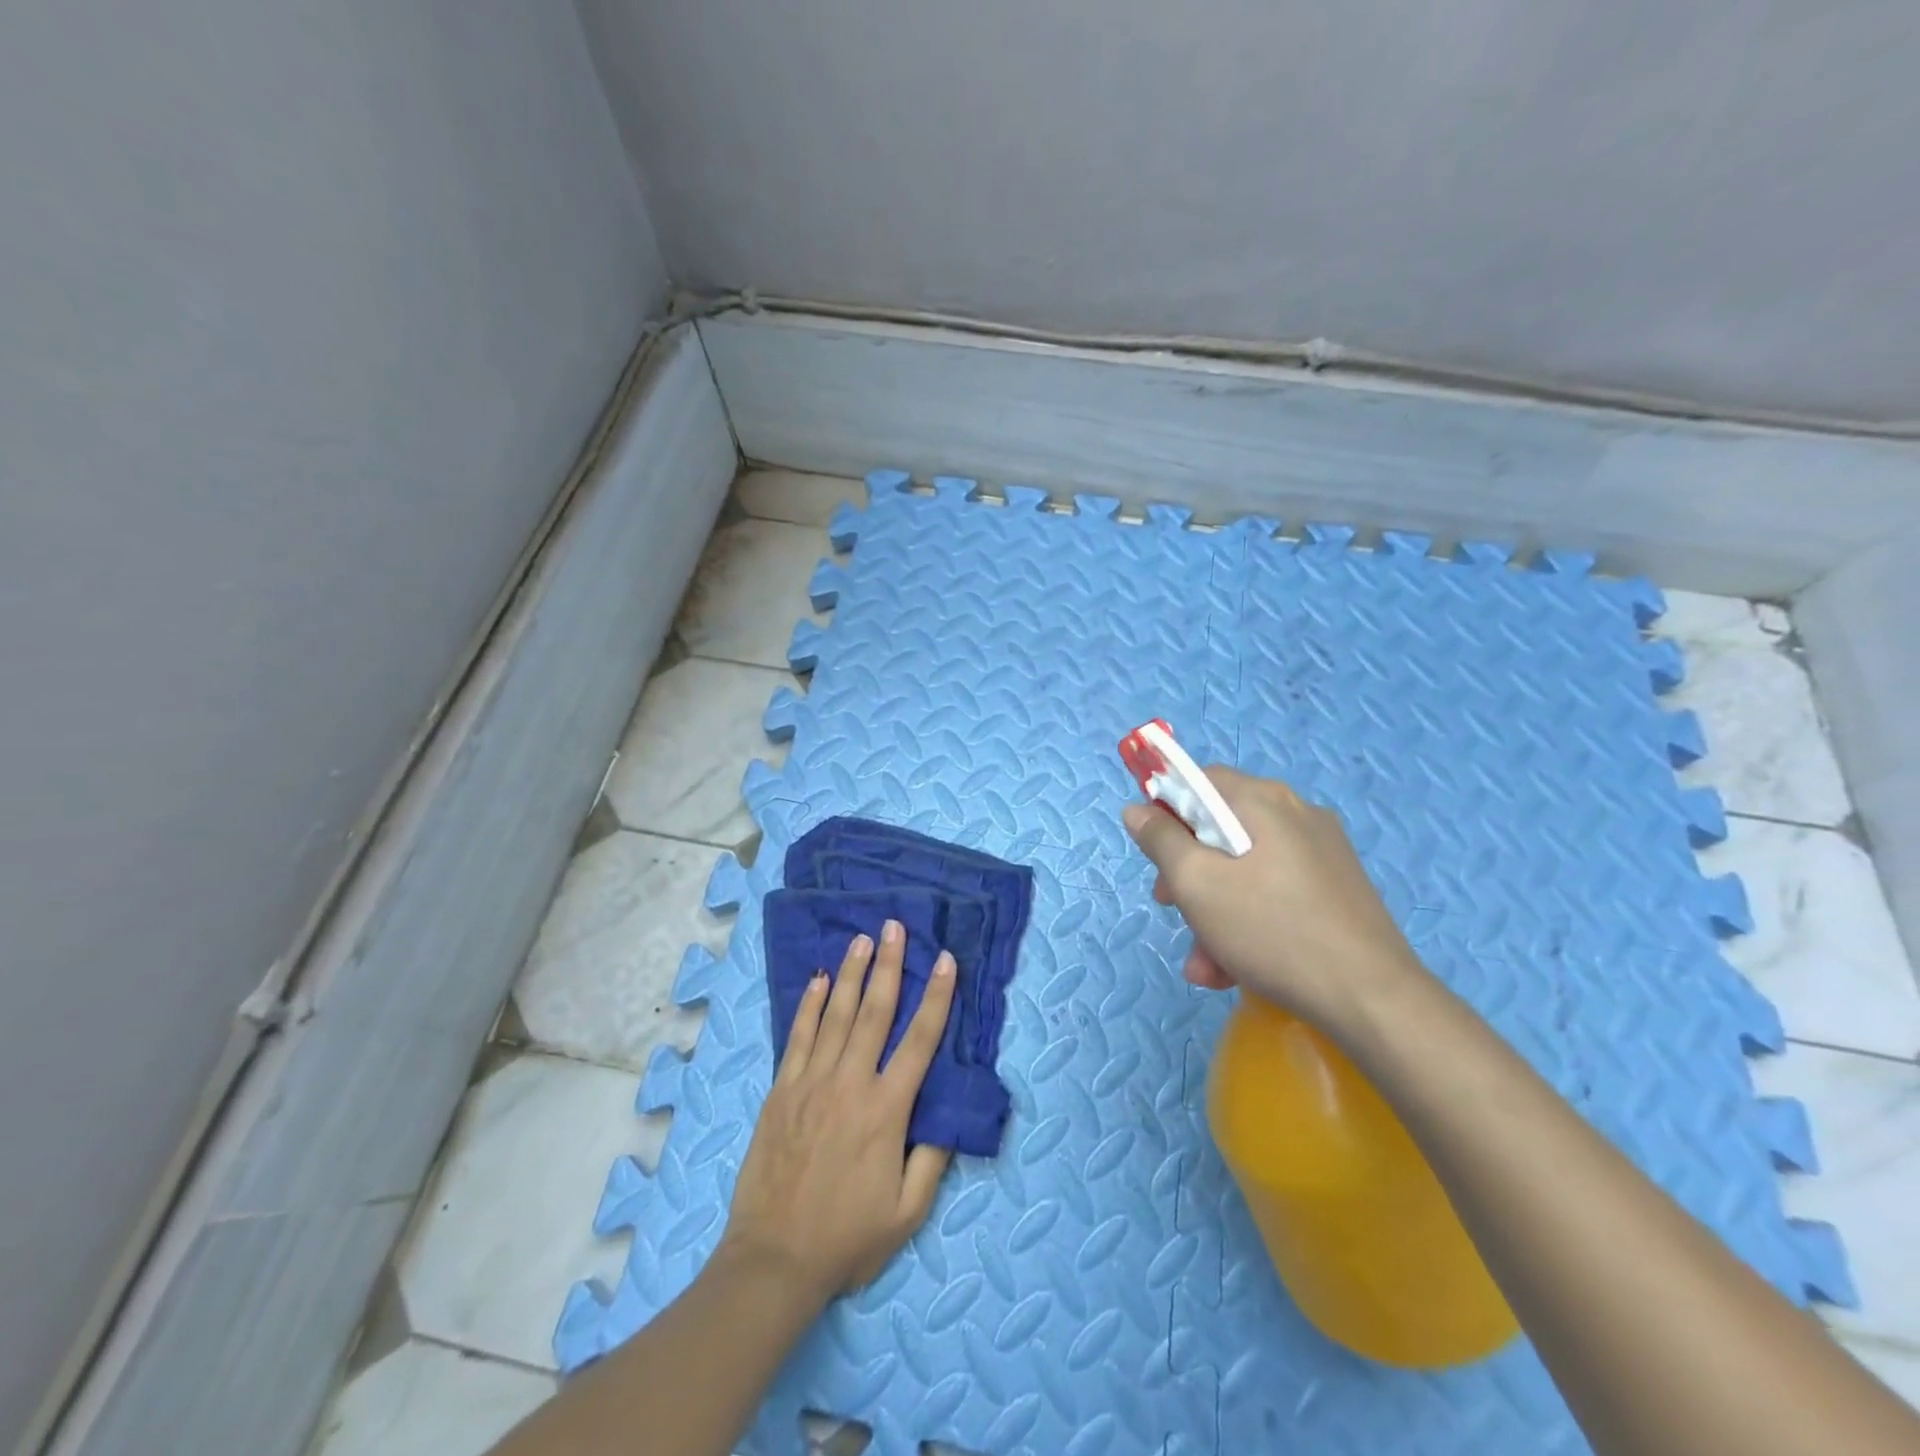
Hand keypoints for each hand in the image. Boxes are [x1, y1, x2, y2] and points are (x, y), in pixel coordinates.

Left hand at [719, 920, 956, 1305]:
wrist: (774, 1261)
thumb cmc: (847, 1238)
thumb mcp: (907, 1212)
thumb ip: (932, 1159)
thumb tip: (949, 1113)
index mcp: (886, 1110)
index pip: (920, 1041)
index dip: (936, 997)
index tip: (946, 961)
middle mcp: (850, 1084)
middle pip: (875, 1012)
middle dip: (889, 965)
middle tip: (894, 927)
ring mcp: (811, 1083)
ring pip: (836, 1015)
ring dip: (851, 974)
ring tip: (862, 939)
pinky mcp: (781, 1091)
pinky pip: (798, 1037)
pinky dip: (810, 1006)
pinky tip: (819, 980)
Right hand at [1122, 766, 1425, 1031]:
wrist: (1372, 998)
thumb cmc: (1272, 930)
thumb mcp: (1197, 884)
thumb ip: (1161, 840)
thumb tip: (1136, 809)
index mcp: (1264, 800)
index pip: (1199, 780)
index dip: (1165, 809)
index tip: (1153, 853)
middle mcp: (1296, 814)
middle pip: (1220, 828)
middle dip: (1187, 871)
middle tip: (1170, 906)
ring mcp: (1322, 852)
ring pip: (1244, 868)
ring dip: (1213, 909)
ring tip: (1205, 964)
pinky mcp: (1337, 889)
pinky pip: (1274, 891)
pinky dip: (1248, 920)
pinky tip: (1236, 968)